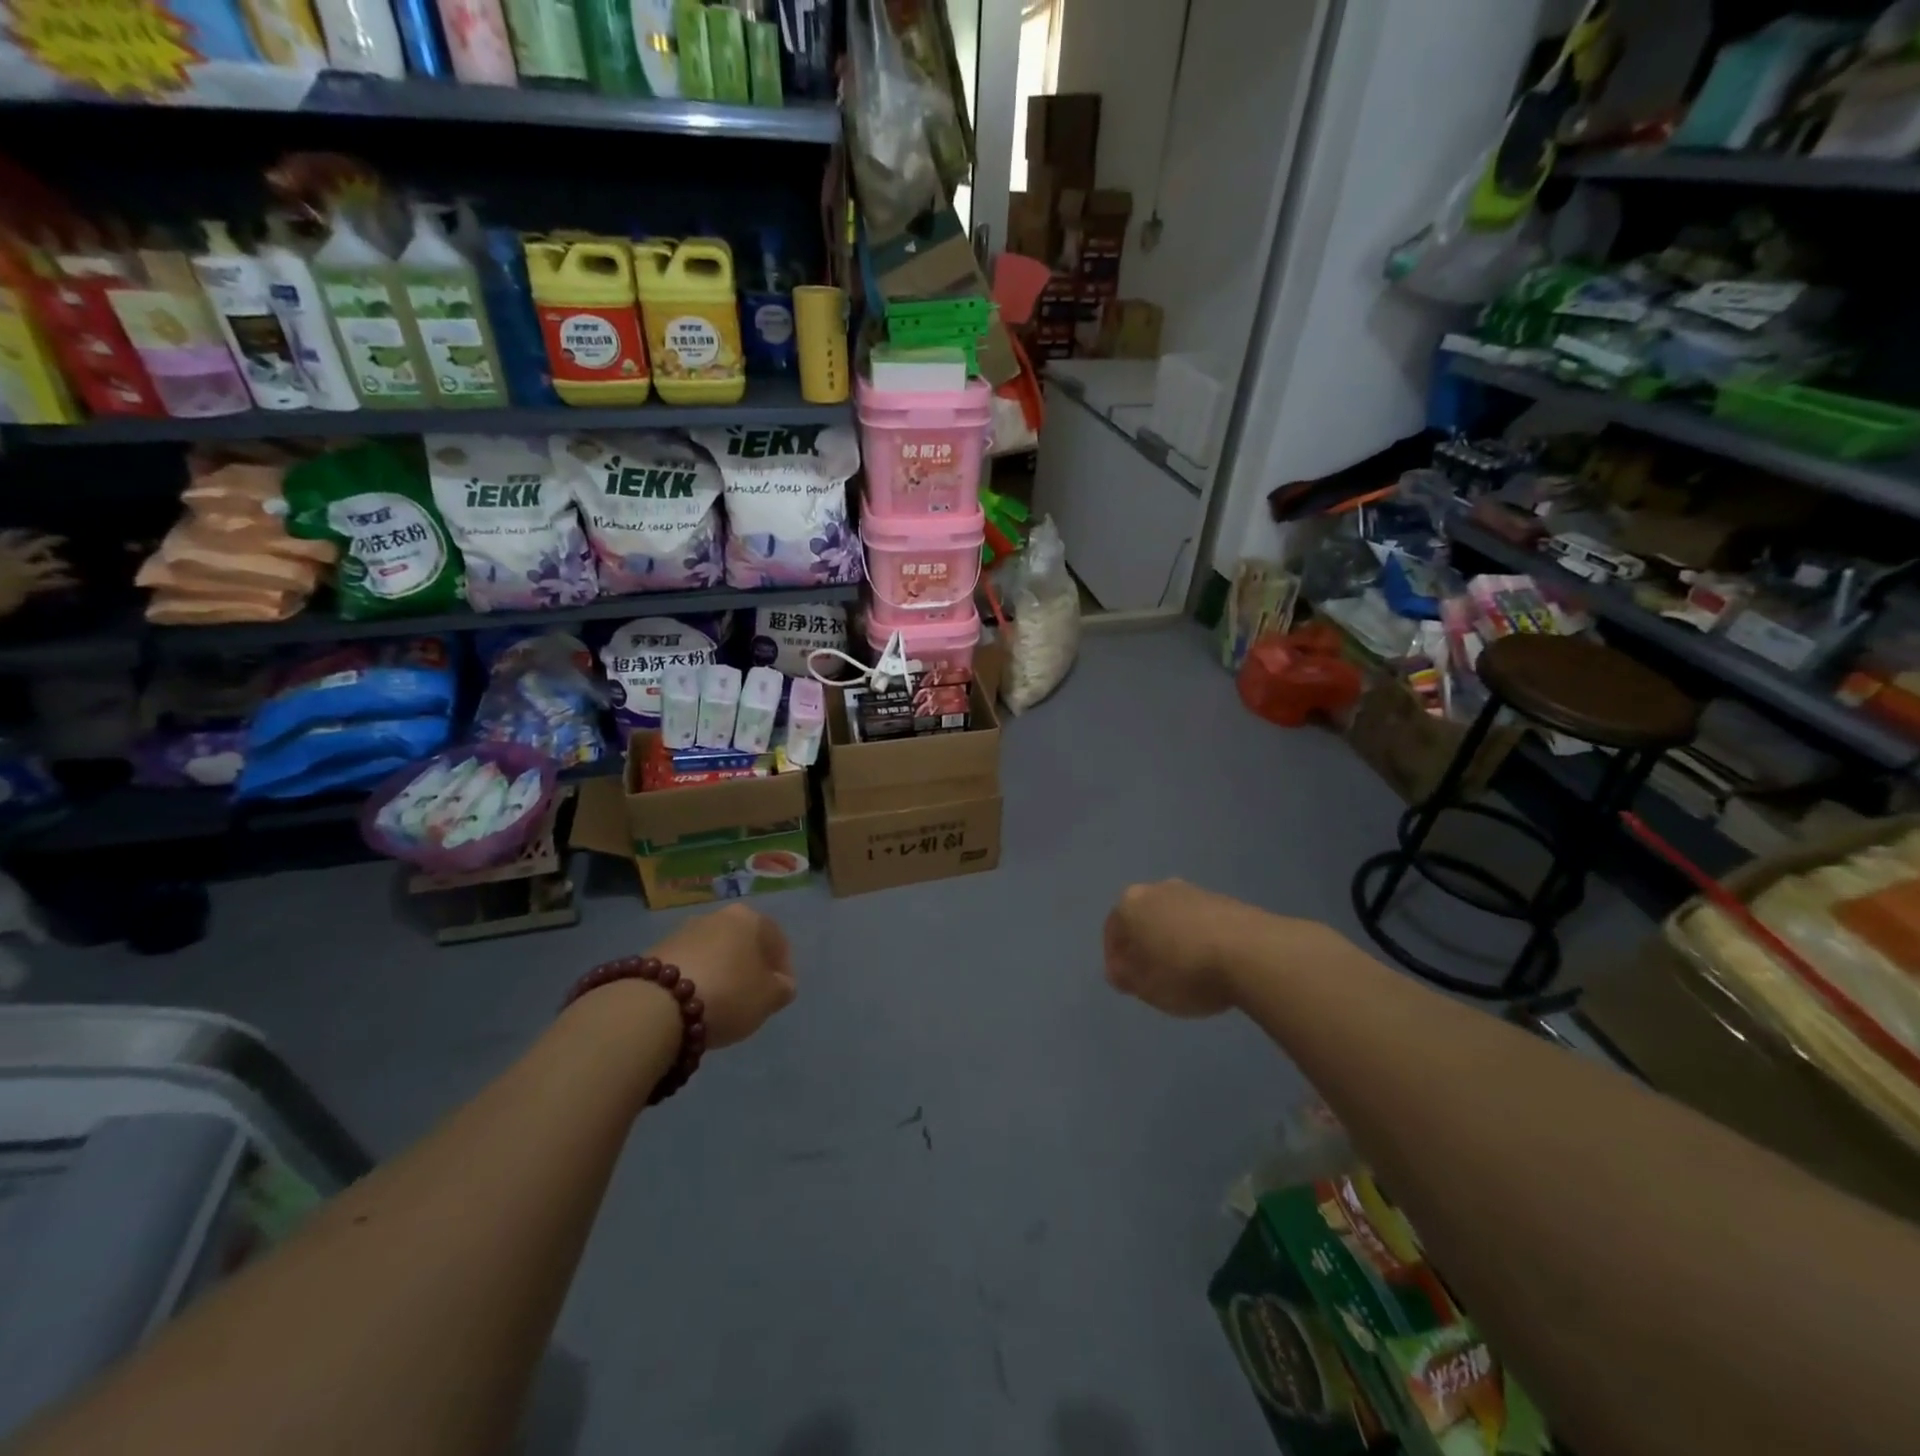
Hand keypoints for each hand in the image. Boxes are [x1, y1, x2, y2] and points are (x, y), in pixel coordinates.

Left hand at [651, 905, 795, 1048]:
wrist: (656, 1005)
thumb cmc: (727, 994)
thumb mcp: (769, 998)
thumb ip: (782, 989)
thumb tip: (781, 984)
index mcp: (749, 918)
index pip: (777, 939)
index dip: (783, 968)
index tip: (780, 993)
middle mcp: (717, 916)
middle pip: (743, 942)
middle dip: (750, 967)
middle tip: (752, 997)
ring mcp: (684, 930)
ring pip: (714, 952)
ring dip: (722, 972)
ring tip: (721, 1004)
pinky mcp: (657, 950)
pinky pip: (689, 965)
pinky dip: (697, 980)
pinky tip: (695, 1004)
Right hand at [1103, 881, 1260, 1018]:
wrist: (1252, 952)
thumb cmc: (1185, 971)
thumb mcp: (1145, 987)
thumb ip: (1125, 977)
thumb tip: (1120, 969)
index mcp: (1130, 903)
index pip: (1112, 931)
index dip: (1115, 960)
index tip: (1127, 984)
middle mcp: (1158, 889)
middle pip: (1143, 919)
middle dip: (1145, 946)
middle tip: (1153, 976)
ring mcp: (1194, 891)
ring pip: (1173, 918)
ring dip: (1173, 942)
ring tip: (1186, 973)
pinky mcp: (1226, 901)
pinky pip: (1201, 922)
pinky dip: (1199, 940)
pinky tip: (1211, 964)